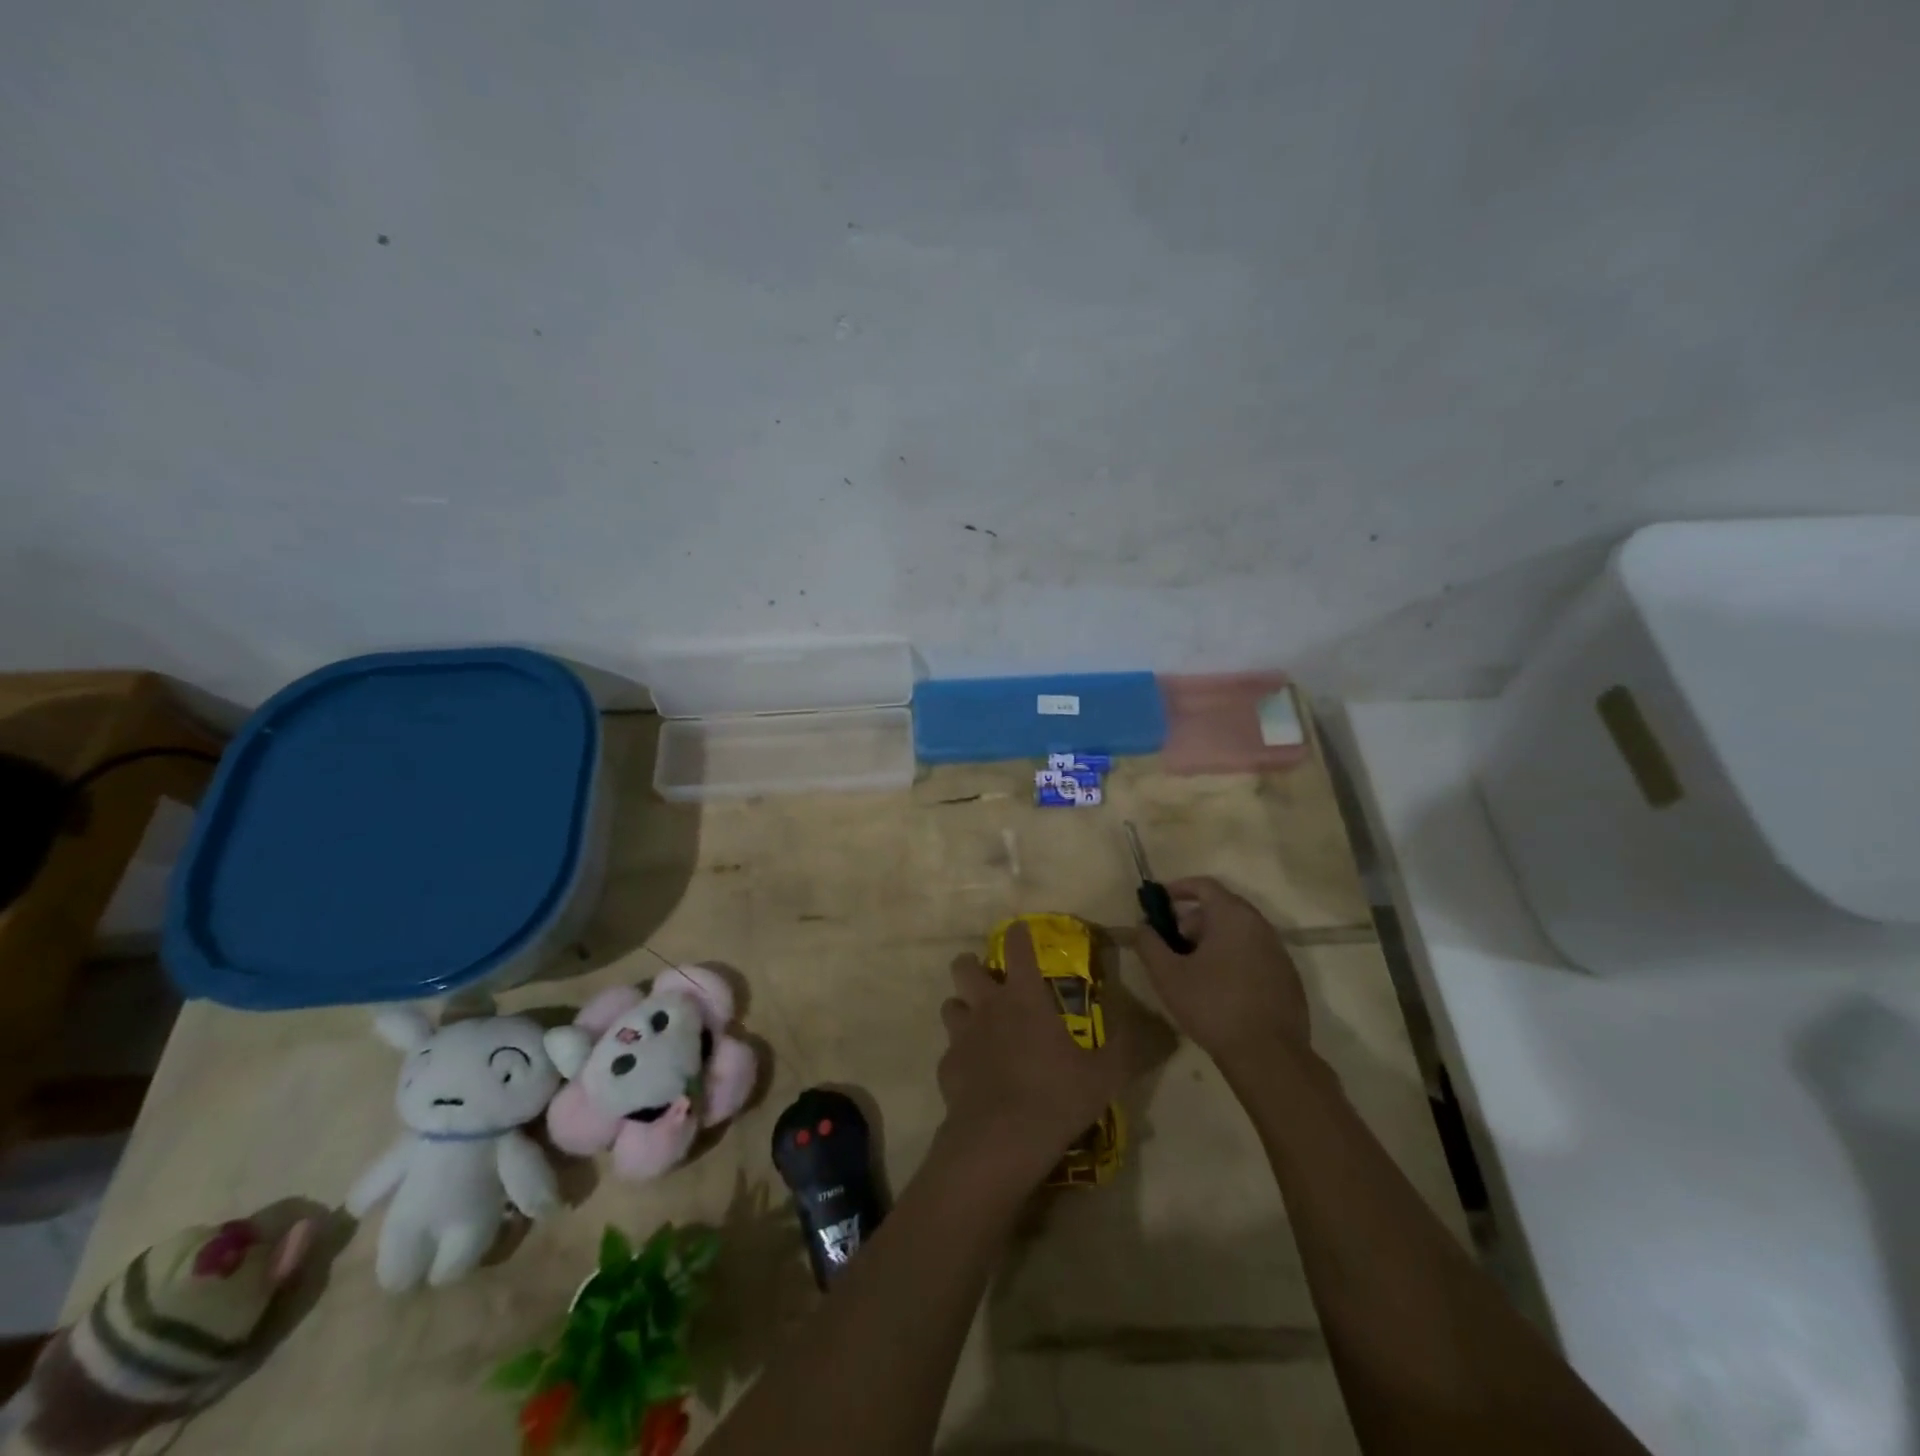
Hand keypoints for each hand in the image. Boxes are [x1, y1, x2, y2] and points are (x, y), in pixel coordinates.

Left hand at [938, 923, 1164, 1183]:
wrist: (1001, 1140)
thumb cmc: (1056, 1096)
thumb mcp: (1105, 1075)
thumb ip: (1125, 1049)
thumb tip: (1154, 1031)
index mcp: (1024, 996)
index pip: (1017, 946)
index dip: (1019, 934)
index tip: (1021, 931)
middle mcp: (988, 1005)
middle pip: (964, 967)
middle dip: (973, 966)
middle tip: (991, 982)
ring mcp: (962, 1035)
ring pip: (951, 1005)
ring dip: (963, 1009)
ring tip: (979, 1026)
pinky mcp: (946, 1067)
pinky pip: (950, 1051)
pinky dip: (960, 1057)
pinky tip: (975, 1075)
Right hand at [1133, 877, 1310, 1069]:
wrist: (1269, 1056)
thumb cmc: (1213, 1005)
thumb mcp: (1167, 975)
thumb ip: (1149, 944)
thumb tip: (1141, 927)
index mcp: (1232, 916)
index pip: (1204, 886)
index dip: (1178, 888)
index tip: (1159, 902)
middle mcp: (1260, 926)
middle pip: (1222, 908)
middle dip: (1193, 919)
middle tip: (1172, 941)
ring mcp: (1278, 952)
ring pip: (1239, 933)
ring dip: (1213, 940)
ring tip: (1192, 967)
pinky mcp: (1288, 978)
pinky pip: (1254, 954)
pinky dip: (1233, 958)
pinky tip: (1219, 988)